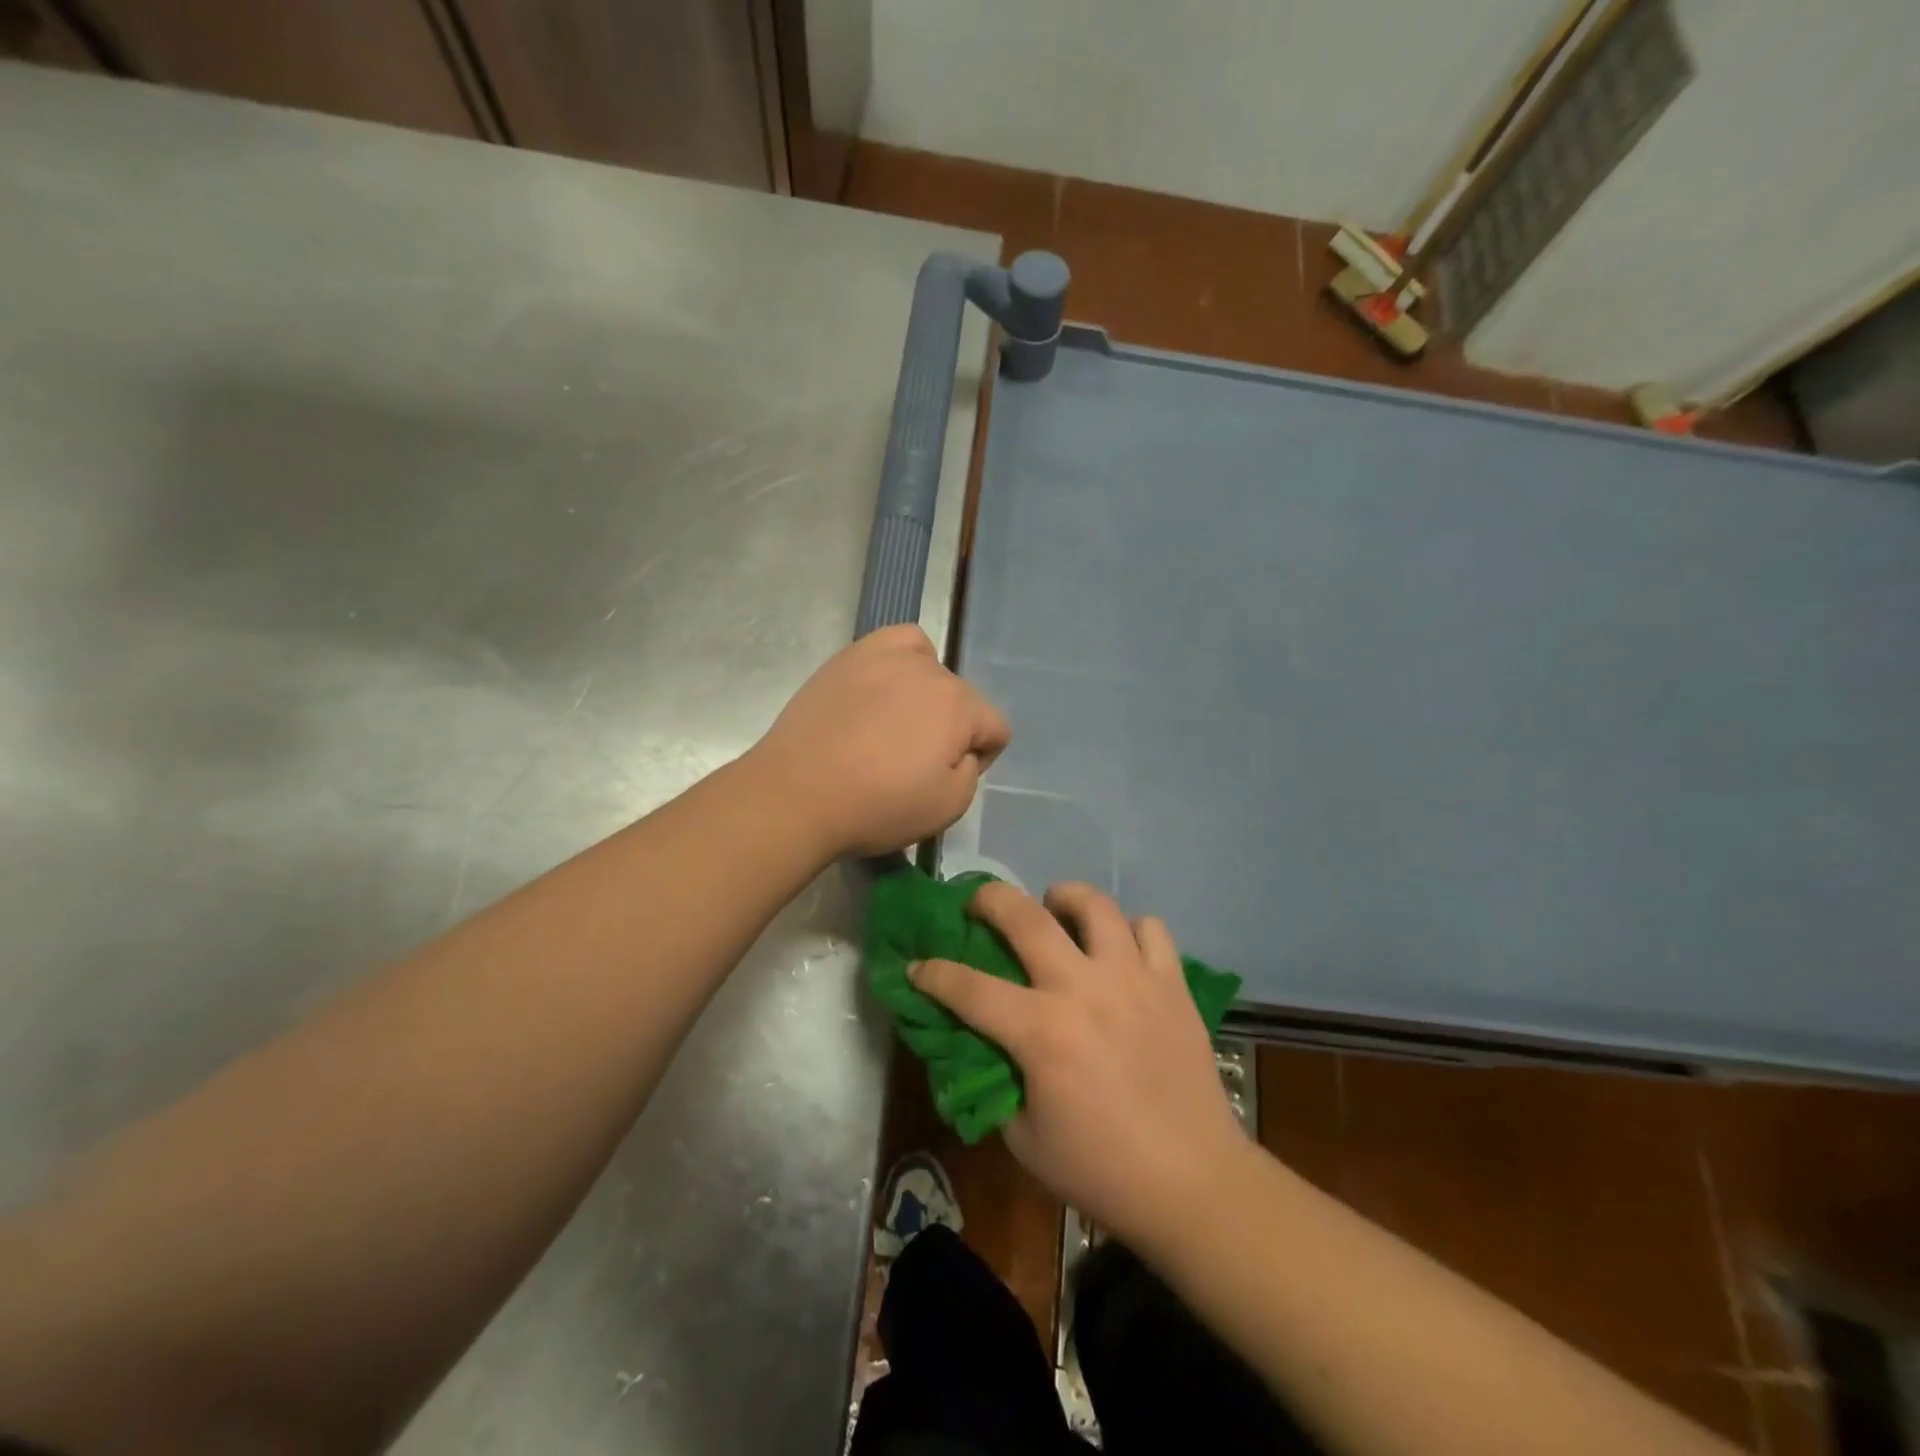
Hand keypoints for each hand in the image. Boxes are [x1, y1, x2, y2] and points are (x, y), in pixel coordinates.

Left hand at [747, 624, 1009, 858]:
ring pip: (931, 670)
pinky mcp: (850, 656)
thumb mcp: (947, 808)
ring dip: (926, 697)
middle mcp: (931, 671)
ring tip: (894, 725)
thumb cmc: (877, 807)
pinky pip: (897, 642)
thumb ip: (972, 772)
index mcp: (959, 707)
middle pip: (961, 699)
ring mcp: (887, 657)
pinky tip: (885, 684)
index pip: (996, 727)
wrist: (797, 794)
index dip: (981, 759)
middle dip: (950, 729)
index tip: (948, 780)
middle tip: (912, 762)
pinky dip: (903, 658)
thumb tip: (962, 751)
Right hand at [909, 882, 1246, 1247]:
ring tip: (1056, 910)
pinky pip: (1151, 929)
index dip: (933, 973)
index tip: (917, 966)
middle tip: (978, 904)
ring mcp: (1132, 979)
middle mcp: (1082, 988)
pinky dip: (1129, 931)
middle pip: (1025, 917)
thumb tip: (985, 1048)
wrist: (1192, 1182)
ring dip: (1065, 898)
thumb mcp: (1025, 1139)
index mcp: (1041, 1032)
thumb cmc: (1101, 1169)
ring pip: (1094, 905)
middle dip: (989, 899)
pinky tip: (1119, 951)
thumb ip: (998, 1082)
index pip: (968, 988)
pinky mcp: (1172, 984)